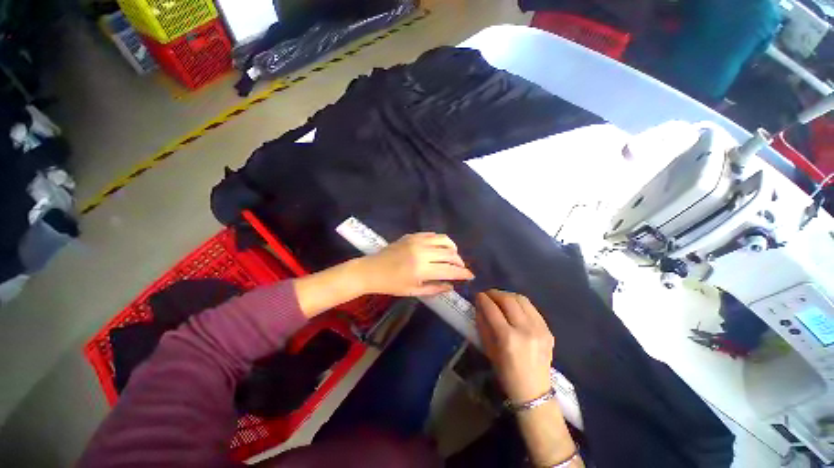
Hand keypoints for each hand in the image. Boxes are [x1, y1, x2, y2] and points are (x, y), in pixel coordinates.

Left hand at [356, 232, 473, 296]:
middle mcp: (422, 252)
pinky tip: (440, 248)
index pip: (449, 270)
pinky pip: (432, 235)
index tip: (471, 276)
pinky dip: (441, 241)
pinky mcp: (412, 235)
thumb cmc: (391, 284)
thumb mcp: (413, 291)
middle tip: (461, 268)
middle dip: (460, 261)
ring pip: (444, 240)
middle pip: (450, 254)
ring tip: (453, 256)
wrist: (371, 270)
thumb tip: (452, 286)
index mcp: (421, 270)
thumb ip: (434, 289)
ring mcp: (417, 241)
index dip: (463, 273)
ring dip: (453, 248)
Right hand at [475, 290, 554, 403]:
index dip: (483, 299)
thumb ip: (483, 325)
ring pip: (522, 300)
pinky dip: (520, 303)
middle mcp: (525, 330)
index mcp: (508, 338)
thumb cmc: (506, 373)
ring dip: (508, 295)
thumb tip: (479, 306)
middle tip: (487, 295)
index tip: (478, 295)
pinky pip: (532, 308)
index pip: (493, 310)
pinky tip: (514, 307)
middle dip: (495, 293)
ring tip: (500, 298)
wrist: (534, 391)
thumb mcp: (489, 349)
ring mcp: (539, 329)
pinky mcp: (548, 330)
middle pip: (508, 300)